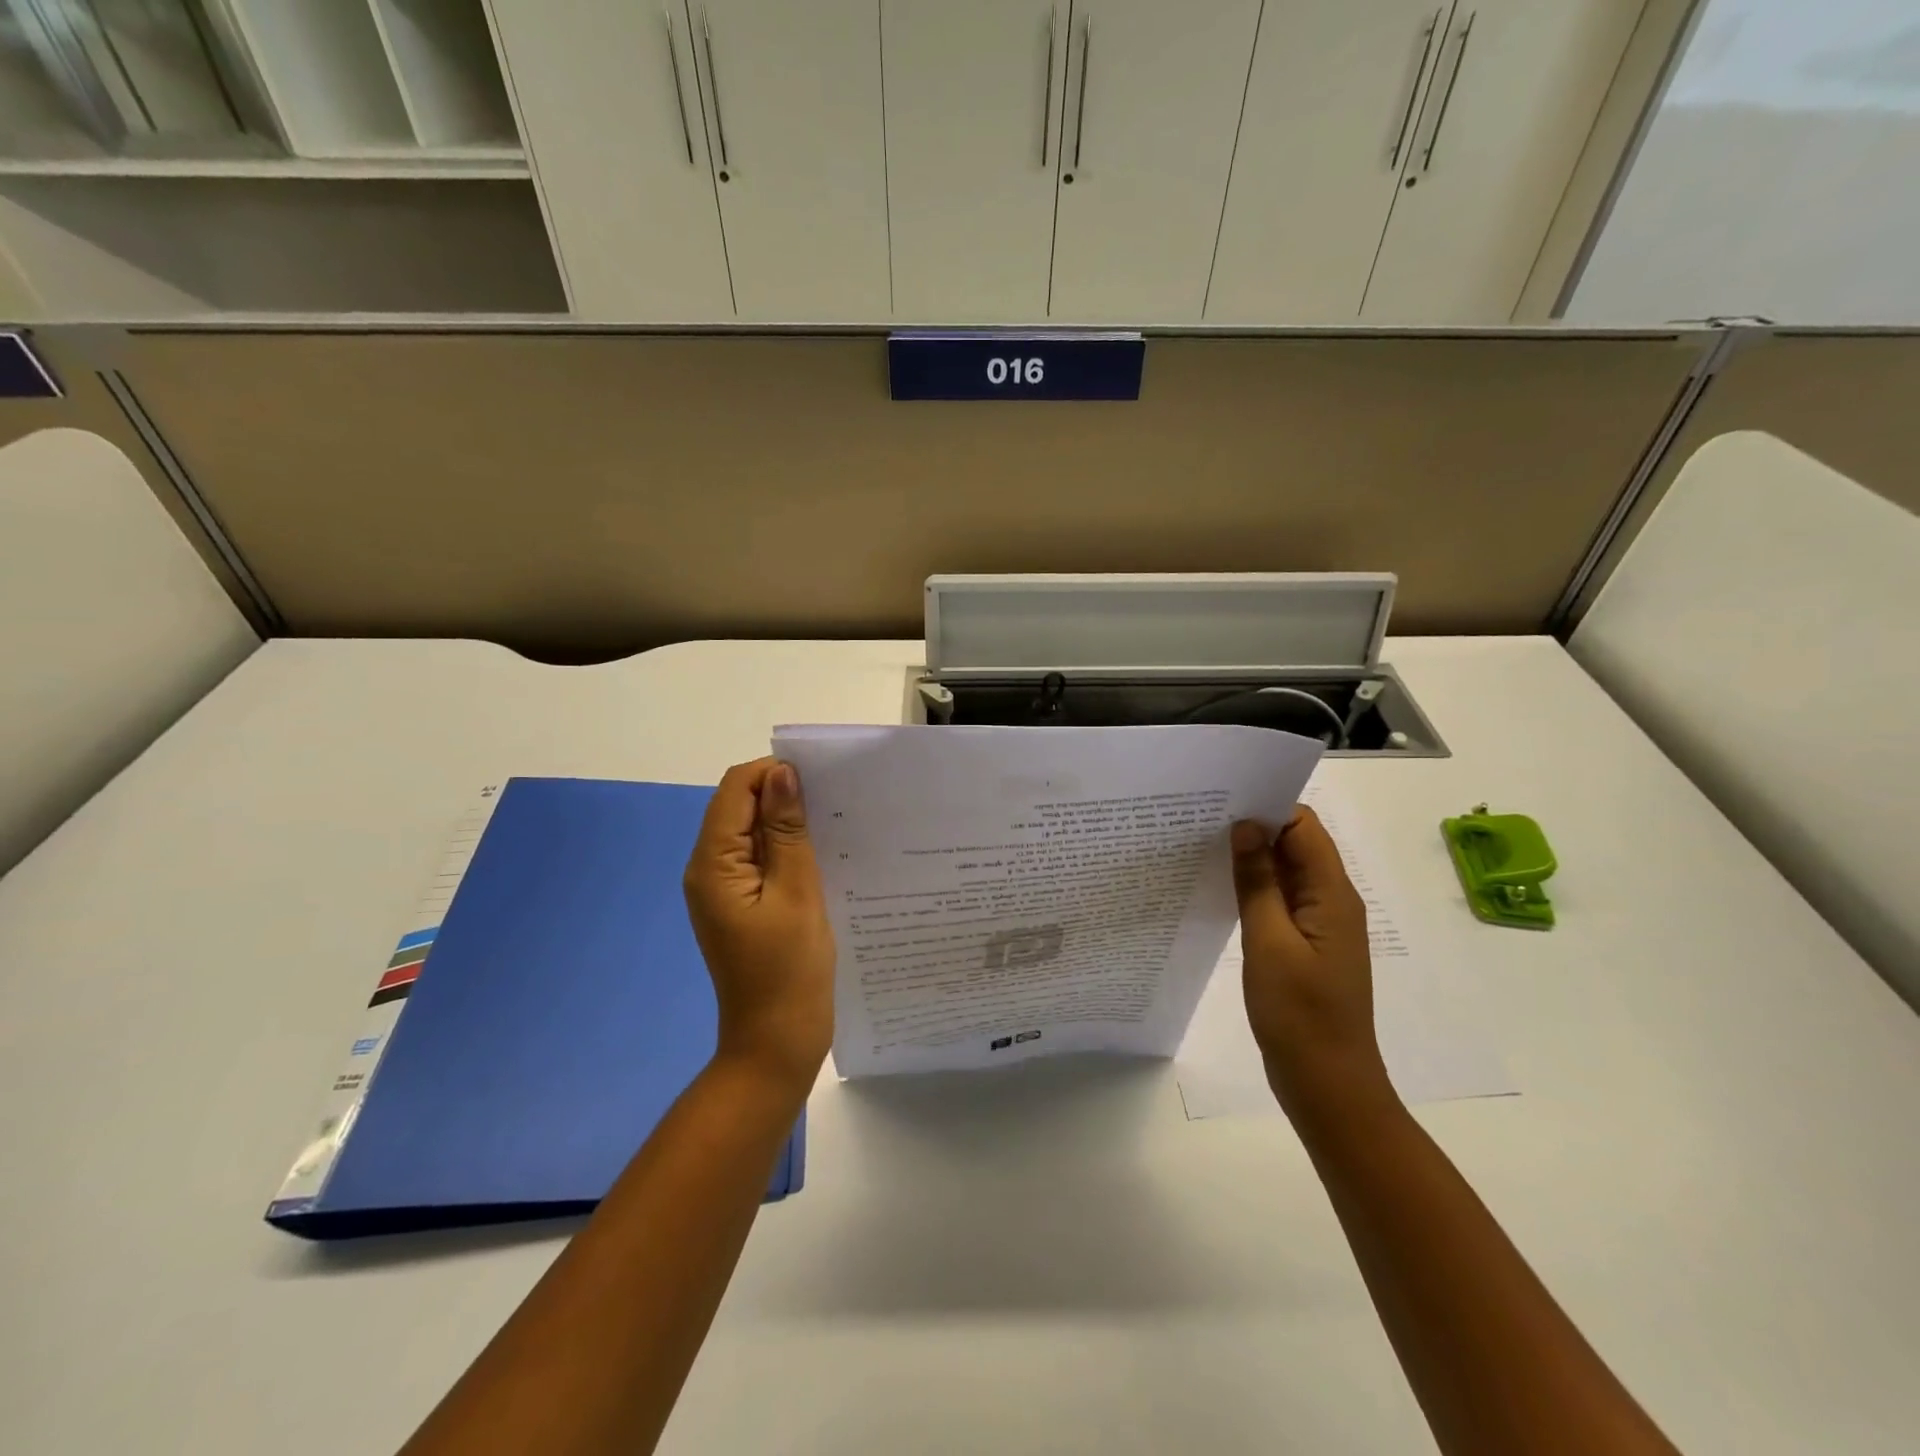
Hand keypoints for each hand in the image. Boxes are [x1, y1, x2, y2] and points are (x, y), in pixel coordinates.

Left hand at [684, 758, 836, 1094]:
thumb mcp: (797, 893)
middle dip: (784, 796)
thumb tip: (782, 774)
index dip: (774, 774)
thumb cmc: (789, 970)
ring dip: (789, 824)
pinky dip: (788, 851)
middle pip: (741, 808)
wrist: (776, 1044)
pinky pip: (761, 861)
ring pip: (754, 834)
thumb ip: (787, 831)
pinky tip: (824, 856)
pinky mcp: (742, 906)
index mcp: (713, 864)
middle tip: (836, 802)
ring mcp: (724, 890)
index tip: (823, 781)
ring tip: (836, 825)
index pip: (735, 790)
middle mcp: (709, 870)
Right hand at [1230, 807, 1393, 1119]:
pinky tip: (1219, 889)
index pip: (1303, 826)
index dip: (1267, 808)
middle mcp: (1331, 901)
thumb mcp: (1269, 942)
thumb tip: (1245, 827)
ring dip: (1251, 859)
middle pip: (1295, 845)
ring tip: (1201, 848)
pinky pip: (1280, 901)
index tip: (1221, 803)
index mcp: (1332, 894)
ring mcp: (1319, 925)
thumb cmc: (1299, 1014)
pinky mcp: (1305, 945)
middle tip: (1199, 822)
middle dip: (1253, 828)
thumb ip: (1257, 882)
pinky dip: (1254, 888)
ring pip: (1285, 872)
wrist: (1327, 1084)